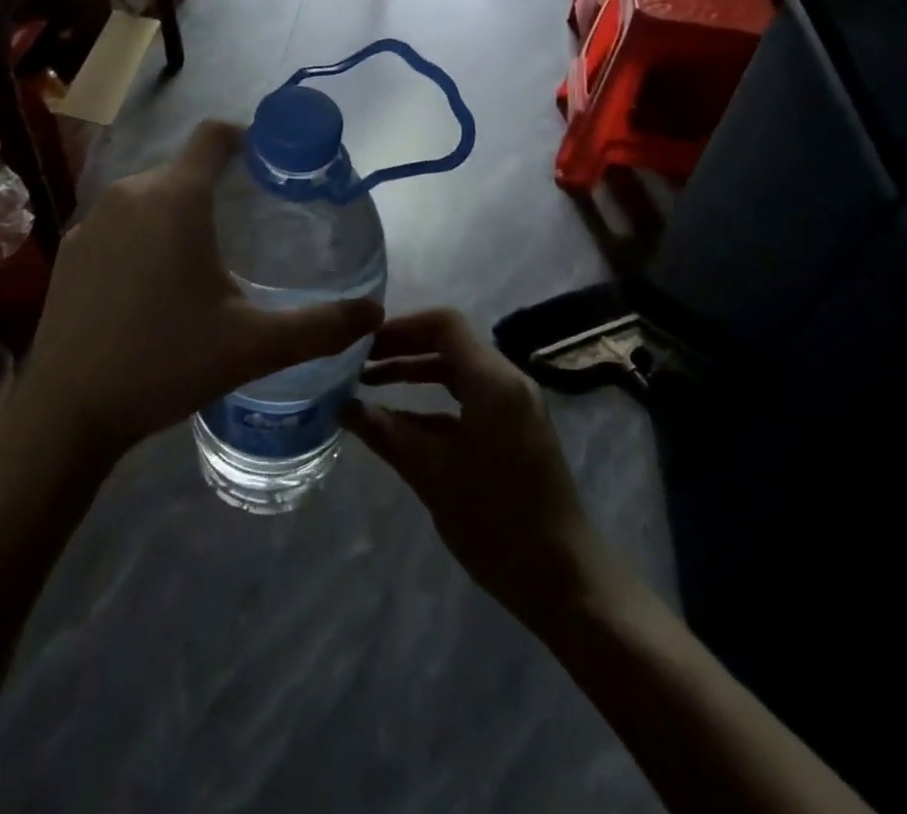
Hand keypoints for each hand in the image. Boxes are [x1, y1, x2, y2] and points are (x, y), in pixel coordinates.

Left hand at [17, 121, 383, 456]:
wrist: (66, 410)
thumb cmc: (165, 362)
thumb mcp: (253, 346)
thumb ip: (320, 326)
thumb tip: (375, 312)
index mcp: (174, 198)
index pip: (214, 135)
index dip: (246, 137)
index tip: (271, 163)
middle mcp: (130, 194)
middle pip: (185, 170)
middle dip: (219, 188)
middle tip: (250, 228)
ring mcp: (92, 220)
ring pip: (150, 198)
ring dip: (180, 215)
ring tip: (206, 261)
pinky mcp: (69, 249)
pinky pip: (120, 224)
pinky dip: (143, 238)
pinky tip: (152, 287)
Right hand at [342, 310, 615, 633]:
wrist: (564, 581)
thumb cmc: (495, 520)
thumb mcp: (431, 473)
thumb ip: (385, 433)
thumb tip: (341, 406)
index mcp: (493, 382)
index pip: (444, 325)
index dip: (401, 326)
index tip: (363, 342)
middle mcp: (508, 382)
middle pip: (450, 343)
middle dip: (402, 347)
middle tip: (358, 360)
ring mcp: (516, 406)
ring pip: (458, 370)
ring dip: (416, 372)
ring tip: (371, 383)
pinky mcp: (516, 430)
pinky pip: (470, 397)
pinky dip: (435, 400)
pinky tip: (402, 420)